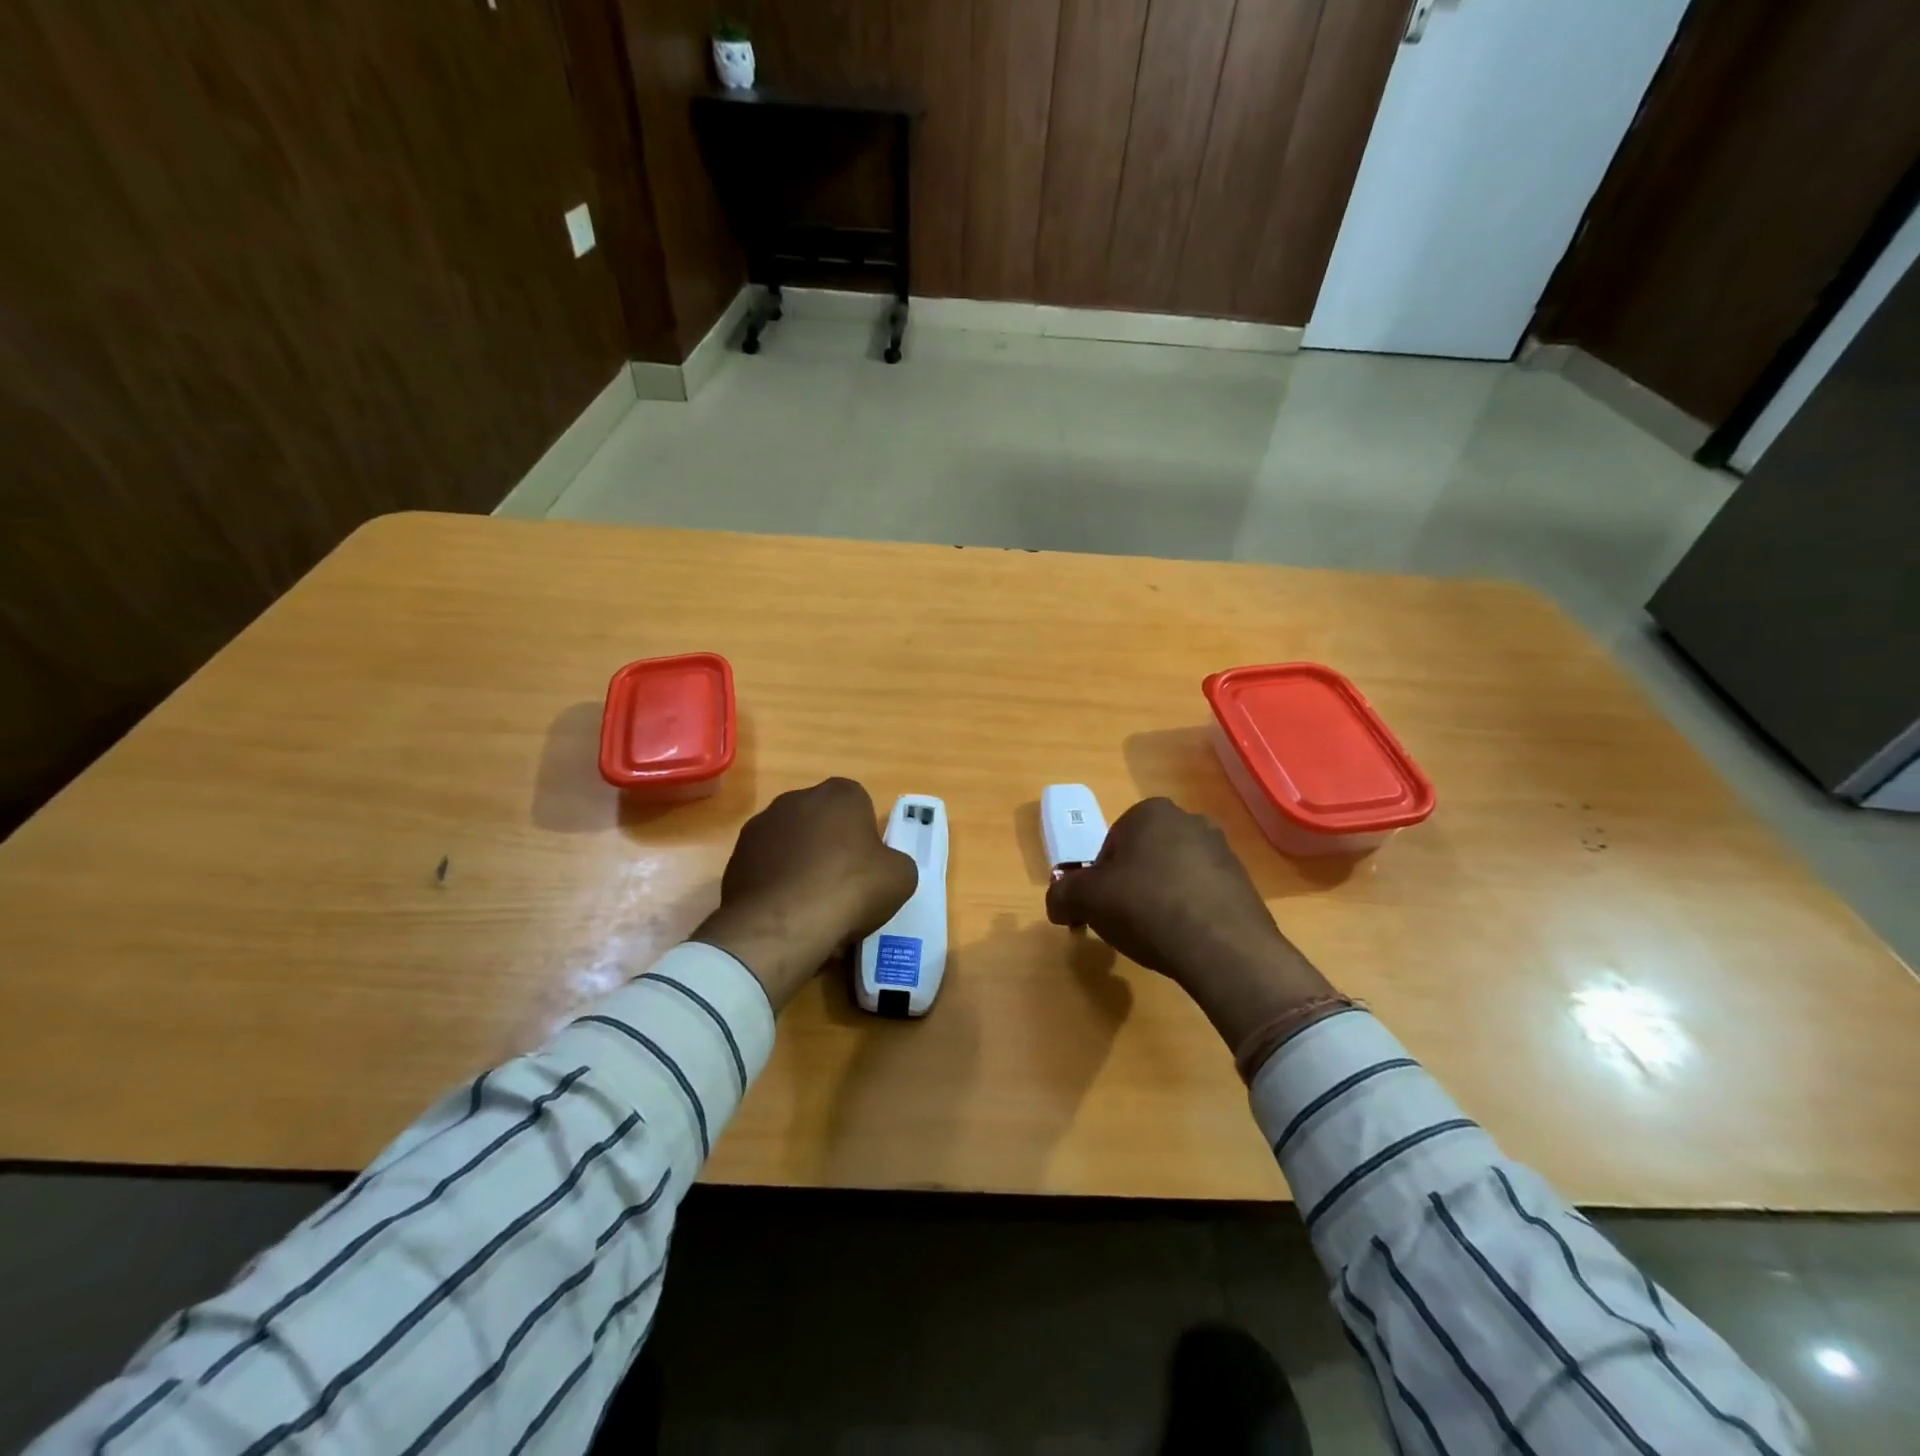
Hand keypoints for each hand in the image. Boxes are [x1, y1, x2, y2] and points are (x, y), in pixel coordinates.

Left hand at [693, 778, 916, 1008]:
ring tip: (813, 906)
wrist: (783, 924)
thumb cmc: (850, 888)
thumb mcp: (901, 877)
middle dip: (830, 846)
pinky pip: (766, 868)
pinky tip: (787, 915)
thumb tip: (883, 868)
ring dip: (801, 865)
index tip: (868, 865)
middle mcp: (796, 799)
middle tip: (843, 885)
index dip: (865, 835)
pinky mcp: (736, 858)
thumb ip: (895, 862)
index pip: (859, 803)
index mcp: (840, 794)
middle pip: (822, 821)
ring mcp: (760, 827)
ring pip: (791, 844)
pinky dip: (777, 885)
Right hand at [1045, 798, 1340, 1051]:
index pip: (1111, 843)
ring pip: (1174, 874)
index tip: (1101, 907)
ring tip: (1157, 935)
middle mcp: (1190, 820)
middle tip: (1125, 920)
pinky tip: (1185, 940)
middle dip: (1132, 885)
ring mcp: (1222, 851)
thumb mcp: (1086, 900)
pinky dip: (1190, 913)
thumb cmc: (1146, 907)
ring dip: (1162, 898)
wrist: (1222, 947)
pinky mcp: (1244, 883)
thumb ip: (1062, 895)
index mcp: (1151, 812)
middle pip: (1144, 856)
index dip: (1100, 878)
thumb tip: (1058, 904)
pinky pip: (1202, 895)